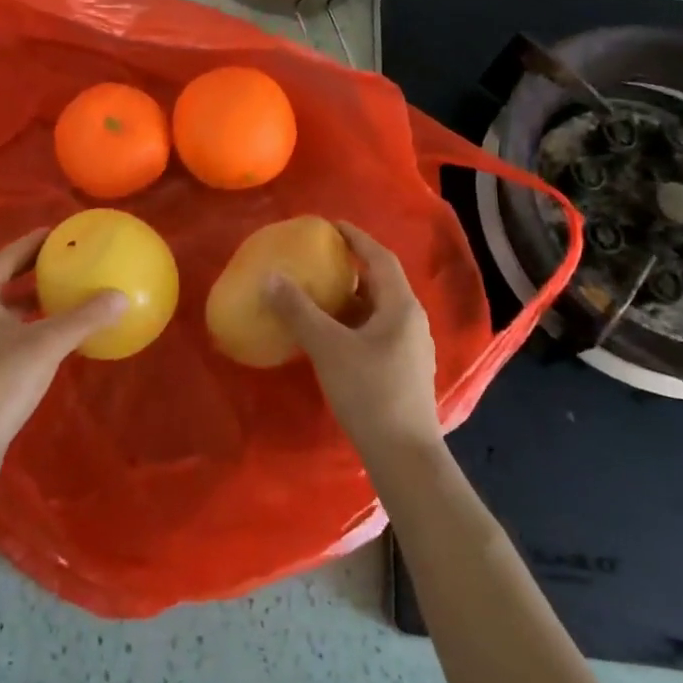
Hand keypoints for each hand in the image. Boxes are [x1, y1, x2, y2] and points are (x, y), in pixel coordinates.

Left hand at [0, 227, 125, 485]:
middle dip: (34, 268)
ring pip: (4, 306)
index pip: (7, 255)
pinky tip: (54, 332)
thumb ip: (83, 318)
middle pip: (4, 278)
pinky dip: (28, 323)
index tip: (60, 233)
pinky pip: (5, 329)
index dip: (34, 242)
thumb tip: (120, 296)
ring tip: (65, 290)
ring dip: (32, 297)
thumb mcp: (44, 346)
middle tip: (68, 258)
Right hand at [264, 221, 443, 466]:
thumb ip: (298, 310)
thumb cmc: (369, 392)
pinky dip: (352, 322)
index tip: (330, 226)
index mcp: (400, 306)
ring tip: (318, 294)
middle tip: (318, 260)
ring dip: (350, 298)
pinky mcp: (403, 371)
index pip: (379, 258)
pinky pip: (376, 331)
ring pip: (377, 310)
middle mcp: (411, 321)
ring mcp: (411, 348)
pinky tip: (330, 335)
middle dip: (350, 268)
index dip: (356, 238)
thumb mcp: (328, 346)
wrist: (404, 456)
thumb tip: (270, 277)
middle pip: (380, 283)